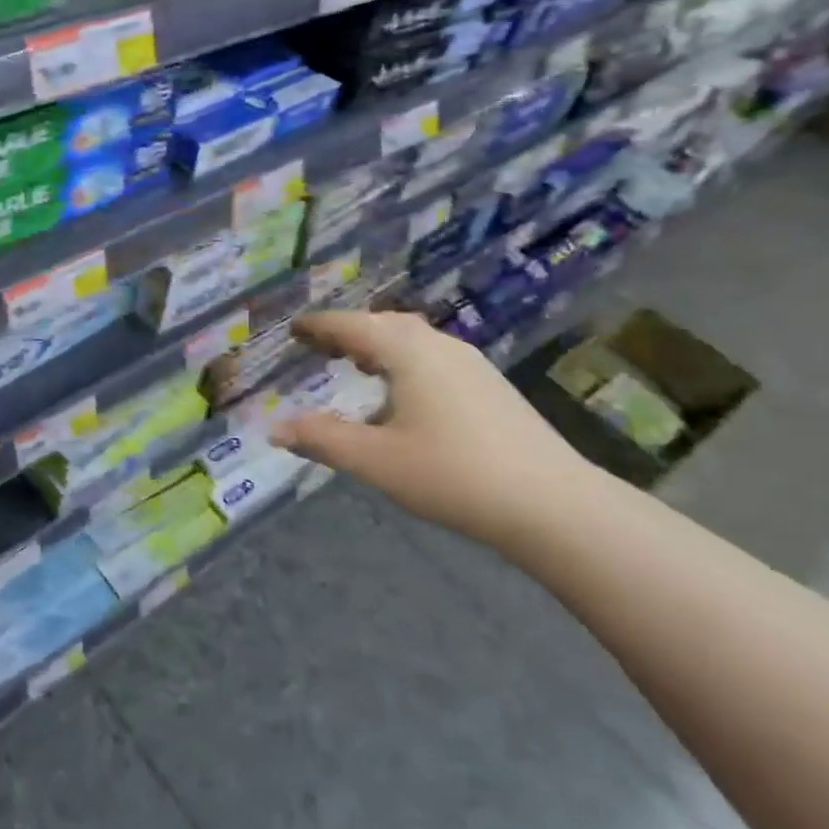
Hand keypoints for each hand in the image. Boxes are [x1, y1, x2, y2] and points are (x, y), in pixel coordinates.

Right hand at [270, 311, 595, 550]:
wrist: (552, 503)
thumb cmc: (453, 475)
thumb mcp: (376, 460)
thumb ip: (323, 439)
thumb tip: (276, 428)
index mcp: (407, 351)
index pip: (352, 326)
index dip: (319, 326)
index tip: (294, 328)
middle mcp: (439, 345)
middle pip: (384, 325)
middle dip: (349, 332)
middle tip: (319, 345)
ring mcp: (471, 363)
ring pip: (413, 340)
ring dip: (379, 345)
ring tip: (357, 364)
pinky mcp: (490, 385)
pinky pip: (433, 357)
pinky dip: (405, 361)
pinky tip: (405, 393)